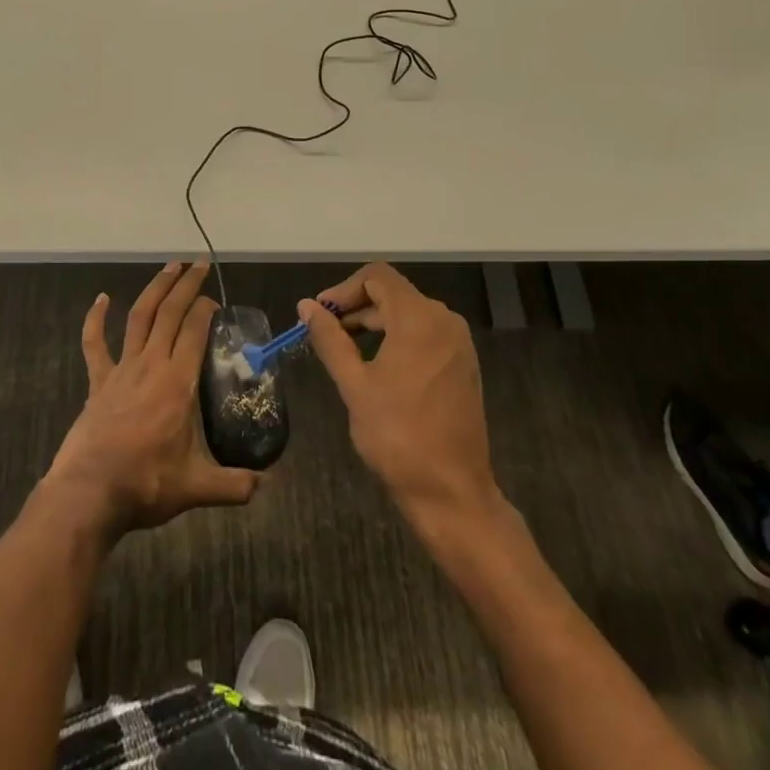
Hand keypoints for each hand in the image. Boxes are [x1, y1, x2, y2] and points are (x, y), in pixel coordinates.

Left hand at [43, 261, 260, 539]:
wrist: (88, 493)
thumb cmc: (145, 485)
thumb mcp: (196, 488)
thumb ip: (234, 485)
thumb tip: (267, 484)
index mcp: (178, 383)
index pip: (195, 331)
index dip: (206, 310)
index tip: (216, 302)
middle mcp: (151, 365)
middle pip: (170, 313)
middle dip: (186, 285)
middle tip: (199, 264)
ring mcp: (121, 369)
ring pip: (140, 317)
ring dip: (155, 289)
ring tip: (169, 267)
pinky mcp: (98, 381)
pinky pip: (95, 343)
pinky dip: (96, 318)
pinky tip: (102, 298)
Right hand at [302, 262, 500, 532]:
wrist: (452, 492)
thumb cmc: (398, 436)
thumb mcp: (354, 384)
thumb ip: (330, 338)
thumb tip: (306, 306)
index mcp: (420, 319)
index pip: (377, 277)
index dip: (343, 289)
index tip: (320, 313)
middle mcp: (445, 321)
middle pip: (393, 294)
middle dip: (356, 307)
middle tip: (324, 332)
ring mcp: (458, 344)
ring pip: (408, 314)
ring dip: (374, 323)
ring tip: (344, 349)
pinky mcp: (463, 365)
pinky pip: (425, 334)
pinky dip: (396, 338)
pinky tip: (376, 365)